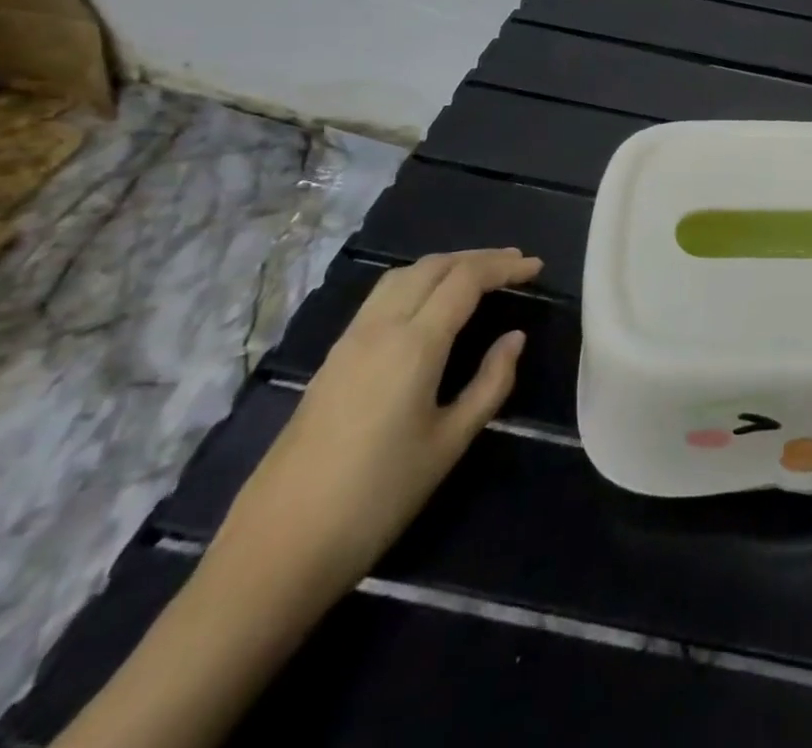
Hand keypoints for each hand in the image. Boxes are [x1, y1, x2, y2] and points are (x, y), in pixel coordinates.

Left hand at [211, 248, 543, 595]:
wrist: (274, 553)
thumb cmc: (376, 499)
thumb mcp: (449, 443)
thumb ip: (489, 383)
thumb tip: (514, 338)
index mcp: (413, 344)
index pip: (466, 280)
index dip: (505, 267)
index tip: (536, 267)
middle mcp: (379, 329)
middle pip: (433, 267)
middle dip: (478, 258)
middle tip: (515, 265)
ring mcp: (349, 342)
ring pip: (402, 276)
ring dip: (445, 266)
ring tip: (478, 275)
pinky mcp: (331, 361)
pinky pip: (381, 298)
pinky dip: (417, 283)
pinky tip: (430, 304)